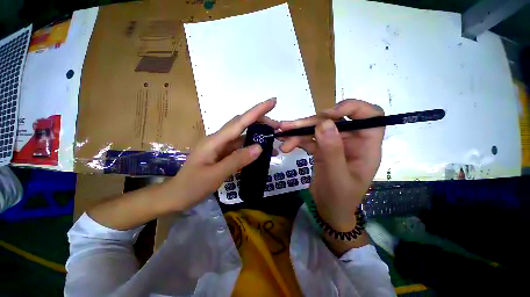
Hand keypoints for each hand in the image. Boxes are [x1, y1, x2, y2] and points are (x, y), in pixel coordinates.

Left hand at [167, 98, 278, 210]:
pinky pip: (241, 147)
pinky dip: (252, 147)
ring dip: (258, 135)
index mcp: (215, 141)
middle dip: (261, 122)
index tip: (272, 101)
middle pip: (242, 124)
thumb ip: (237, 160)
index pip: (239, 122)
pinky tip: (262, 152)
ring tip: (274, 140)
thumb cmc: (191, 186)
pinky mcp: (224, 154)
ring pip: (243, 136)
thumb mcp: (215, 175)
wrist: (176, 196)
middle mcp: (219, 139)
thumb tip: (259, 148)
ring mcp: (221, 147)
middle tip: (278, 128)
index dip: (257, 111)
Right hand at [280, 99, 383, 230]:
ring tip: (281, 133)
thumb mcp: (336, 176)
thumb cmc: (339, 198)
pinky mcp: (321, 148)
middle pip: (334, 120)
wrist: (328, 210)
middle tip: (290, 127)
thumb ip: (332, 150)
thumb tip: (324, 122)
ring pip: (318, 128)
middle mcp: (352, 140)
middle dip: (311, 122)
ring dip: (298, 130)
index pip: (371, 115)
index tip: (328, 114)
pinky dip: (296, 139)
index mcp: (366, 146)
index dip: (352, 108)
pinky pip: (309, 138)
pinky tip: (284, 143)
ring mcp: (335, 143)